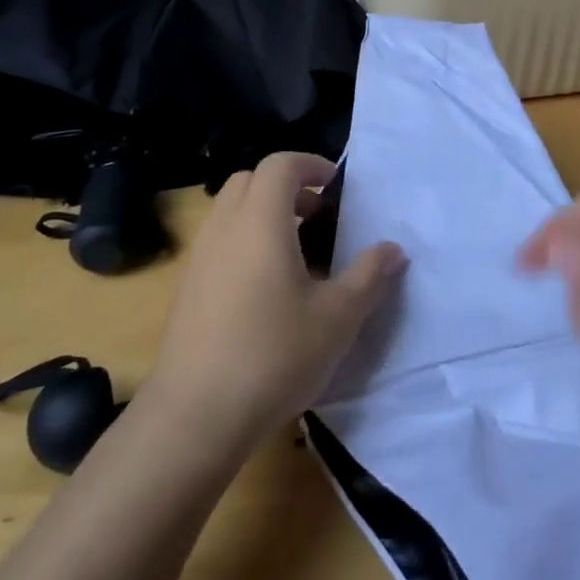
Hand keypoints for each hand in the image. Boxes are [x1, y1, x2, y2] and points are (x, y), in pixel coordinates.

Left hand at [144, 153, 405, 449]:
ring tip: (298, 255)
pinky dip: (244, 242)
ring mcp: (198, 258)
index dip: (311, 165)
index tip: (337, 188)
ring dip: (263, 215)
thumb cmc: (275, 354)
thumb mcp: (338, 317)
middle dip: (286, 188)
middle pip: (249, 181)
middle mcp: (223, 228)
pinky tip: (266, 290)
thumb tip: (393, 249)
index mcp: (260, 222)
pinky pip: (218, 243)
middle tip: (319, 217)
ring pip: (230, 212)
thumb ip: (370, 275)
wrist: (197, 414)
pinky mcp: (186, 288)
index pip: (279, 165)